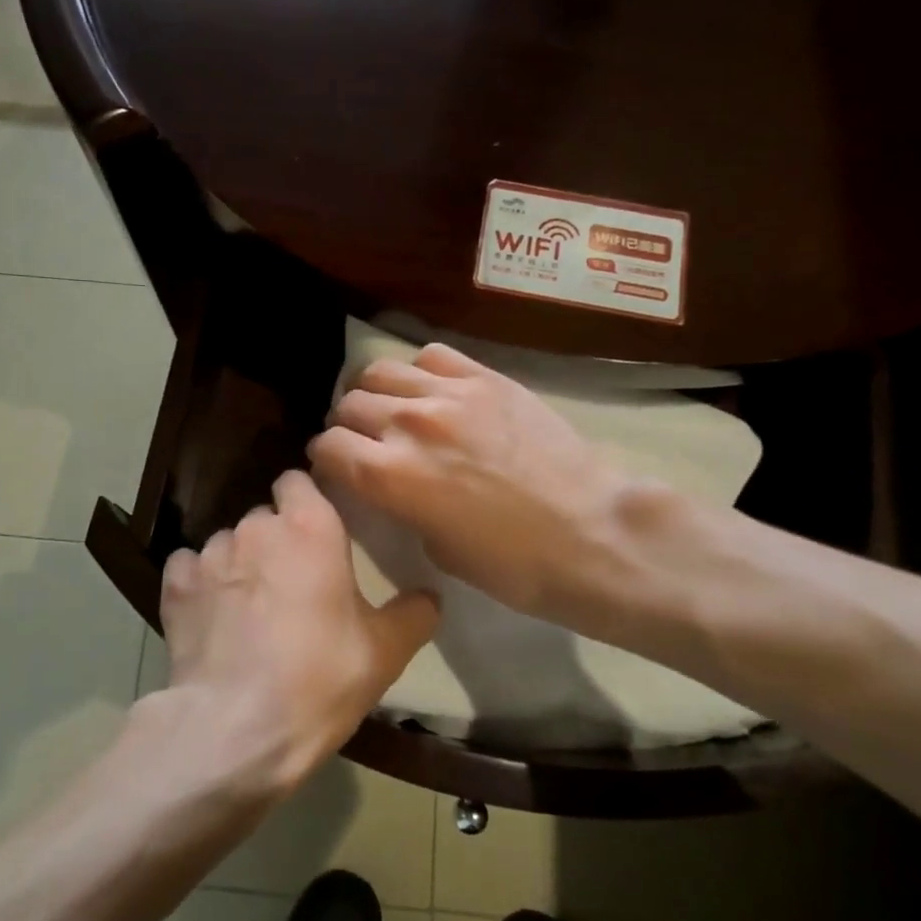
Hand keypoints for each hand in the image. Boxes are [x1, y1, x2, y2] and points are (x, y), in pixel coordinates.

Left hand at [156, 470, 438, 796]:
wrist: (237, 729)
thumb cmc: (320, 678)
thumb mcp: (385, 652)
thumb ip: (413, 613)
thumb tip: (428, 596)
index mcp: (310, 526)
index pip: (298, 480)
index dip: (305, 501)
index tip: (317, 531)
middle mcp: (256, 526)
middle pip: (265, 516)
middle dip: (276, 540)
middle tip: (291, 583)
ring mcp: (211, 554)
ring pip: (228, 543)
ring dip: (240, 564)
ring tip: (249, 608)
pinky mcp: (175, 586)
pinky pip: (189, 569)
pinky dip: (199, 585)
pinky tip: (211, 616)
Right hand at [308, 343, 678, 631]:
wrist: (593, 534)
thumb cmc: (514, 564)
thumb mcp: (438, 548)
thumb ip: (402, 504)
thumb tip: (392, 481)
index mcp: (389, 476)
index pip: (328, 446)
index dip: (326, 458)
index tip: (337, 466)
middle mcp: (408, 424)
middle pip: (349, 404)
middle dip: (348, 425)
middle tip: (365, 440)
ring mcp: (450, 394)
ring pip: (381, 371)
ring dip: (376, 393)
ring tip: (393, 409)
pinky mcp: (487, 378)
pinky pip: (432, 356)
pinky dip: (420, 372)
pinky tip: (434, 392)